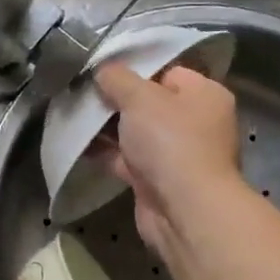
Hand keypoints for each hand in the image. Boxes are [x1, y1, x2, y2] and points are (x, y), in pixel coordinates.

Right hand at [93, 62, 243, 251]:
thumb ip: (118, 78)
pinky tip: (78, 145)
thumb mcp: (140, 97)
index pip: (168, 72)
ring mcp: (177, 154)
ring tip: (74, 115)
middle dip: (117, 100)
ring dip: (108, 128)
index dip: (136, 69)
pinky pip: (128, 159)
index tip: (103, 70)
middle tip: (83, 92)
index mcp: (205, 95)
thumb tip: (103, 70)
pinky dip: (106, 153)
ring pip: (136, 133)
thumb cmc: (171, 141)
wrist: (184, 209)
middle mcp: (196, 123)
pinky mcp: (158, 180)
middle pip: (150, 103)